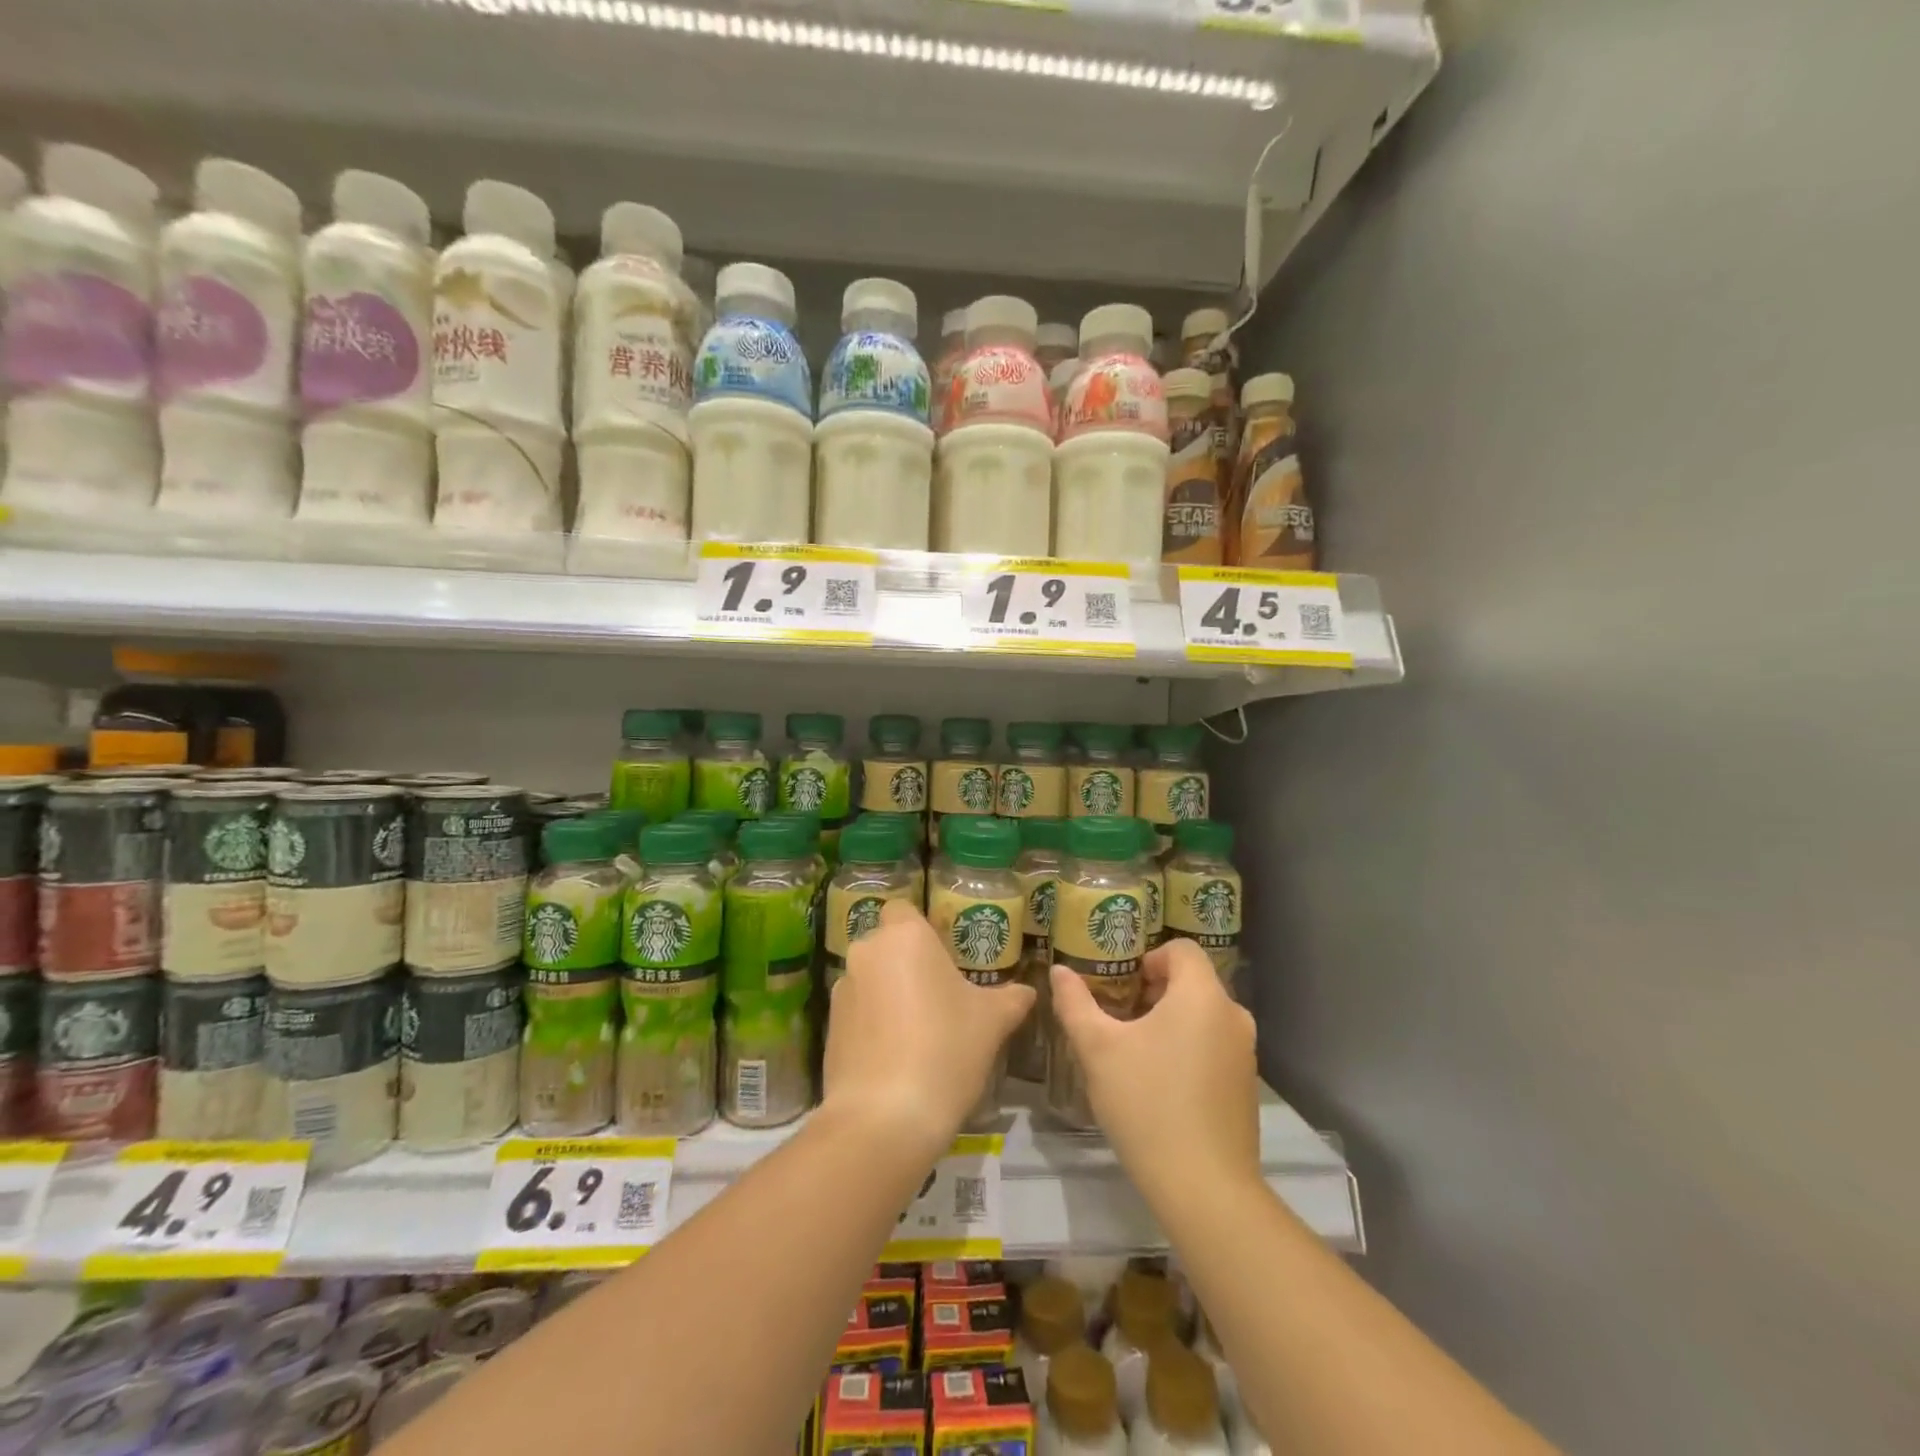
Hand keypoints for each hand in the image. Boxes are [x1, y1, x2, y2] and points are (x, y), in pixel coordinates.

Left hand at [824, 901, 1035, 1159]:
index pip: (904, 909)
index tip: (944, 957)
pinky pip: (857, 1012)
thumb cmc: (946, 1049)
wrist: (885, 1116)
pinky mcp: (828, 1027)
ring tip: (917, 1032)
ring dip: (888, 994)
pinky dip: (872, 1024)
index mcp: (905, 936)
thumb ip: (1011, 998)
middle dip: (907, 963)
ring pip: (870, 978)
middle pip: (887, 945)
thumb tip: (1028, 991)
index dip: (922, 930)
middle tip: (938, 996)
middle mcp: (867, 952)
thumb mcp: (992, 1022)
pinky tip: (895, 1056)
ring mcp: (842, 990)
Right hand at [1049, 938, 1260, 1201]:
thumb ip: (1075, 1003)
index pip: (1182, 949)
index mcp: (1202, 995)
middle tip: (1117, 1018)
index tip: (1120, 986)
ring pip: (1202, 1016)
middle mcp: (1233, 1016)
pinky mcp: (1246, 1086)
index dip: (1148, 958)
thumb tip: (1059, 971)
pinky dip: (1187, 1049)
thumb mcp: (1097, 1049)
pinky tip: (1159, 1085)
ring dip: (1168, 1022)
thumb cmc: (1147, 1104)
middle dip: (1152, 992)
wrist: (1205, 1188)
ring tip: (1134, 1052)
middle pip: (1191, 982)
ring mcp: (1245, 1053)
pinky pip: (1213, 1046)